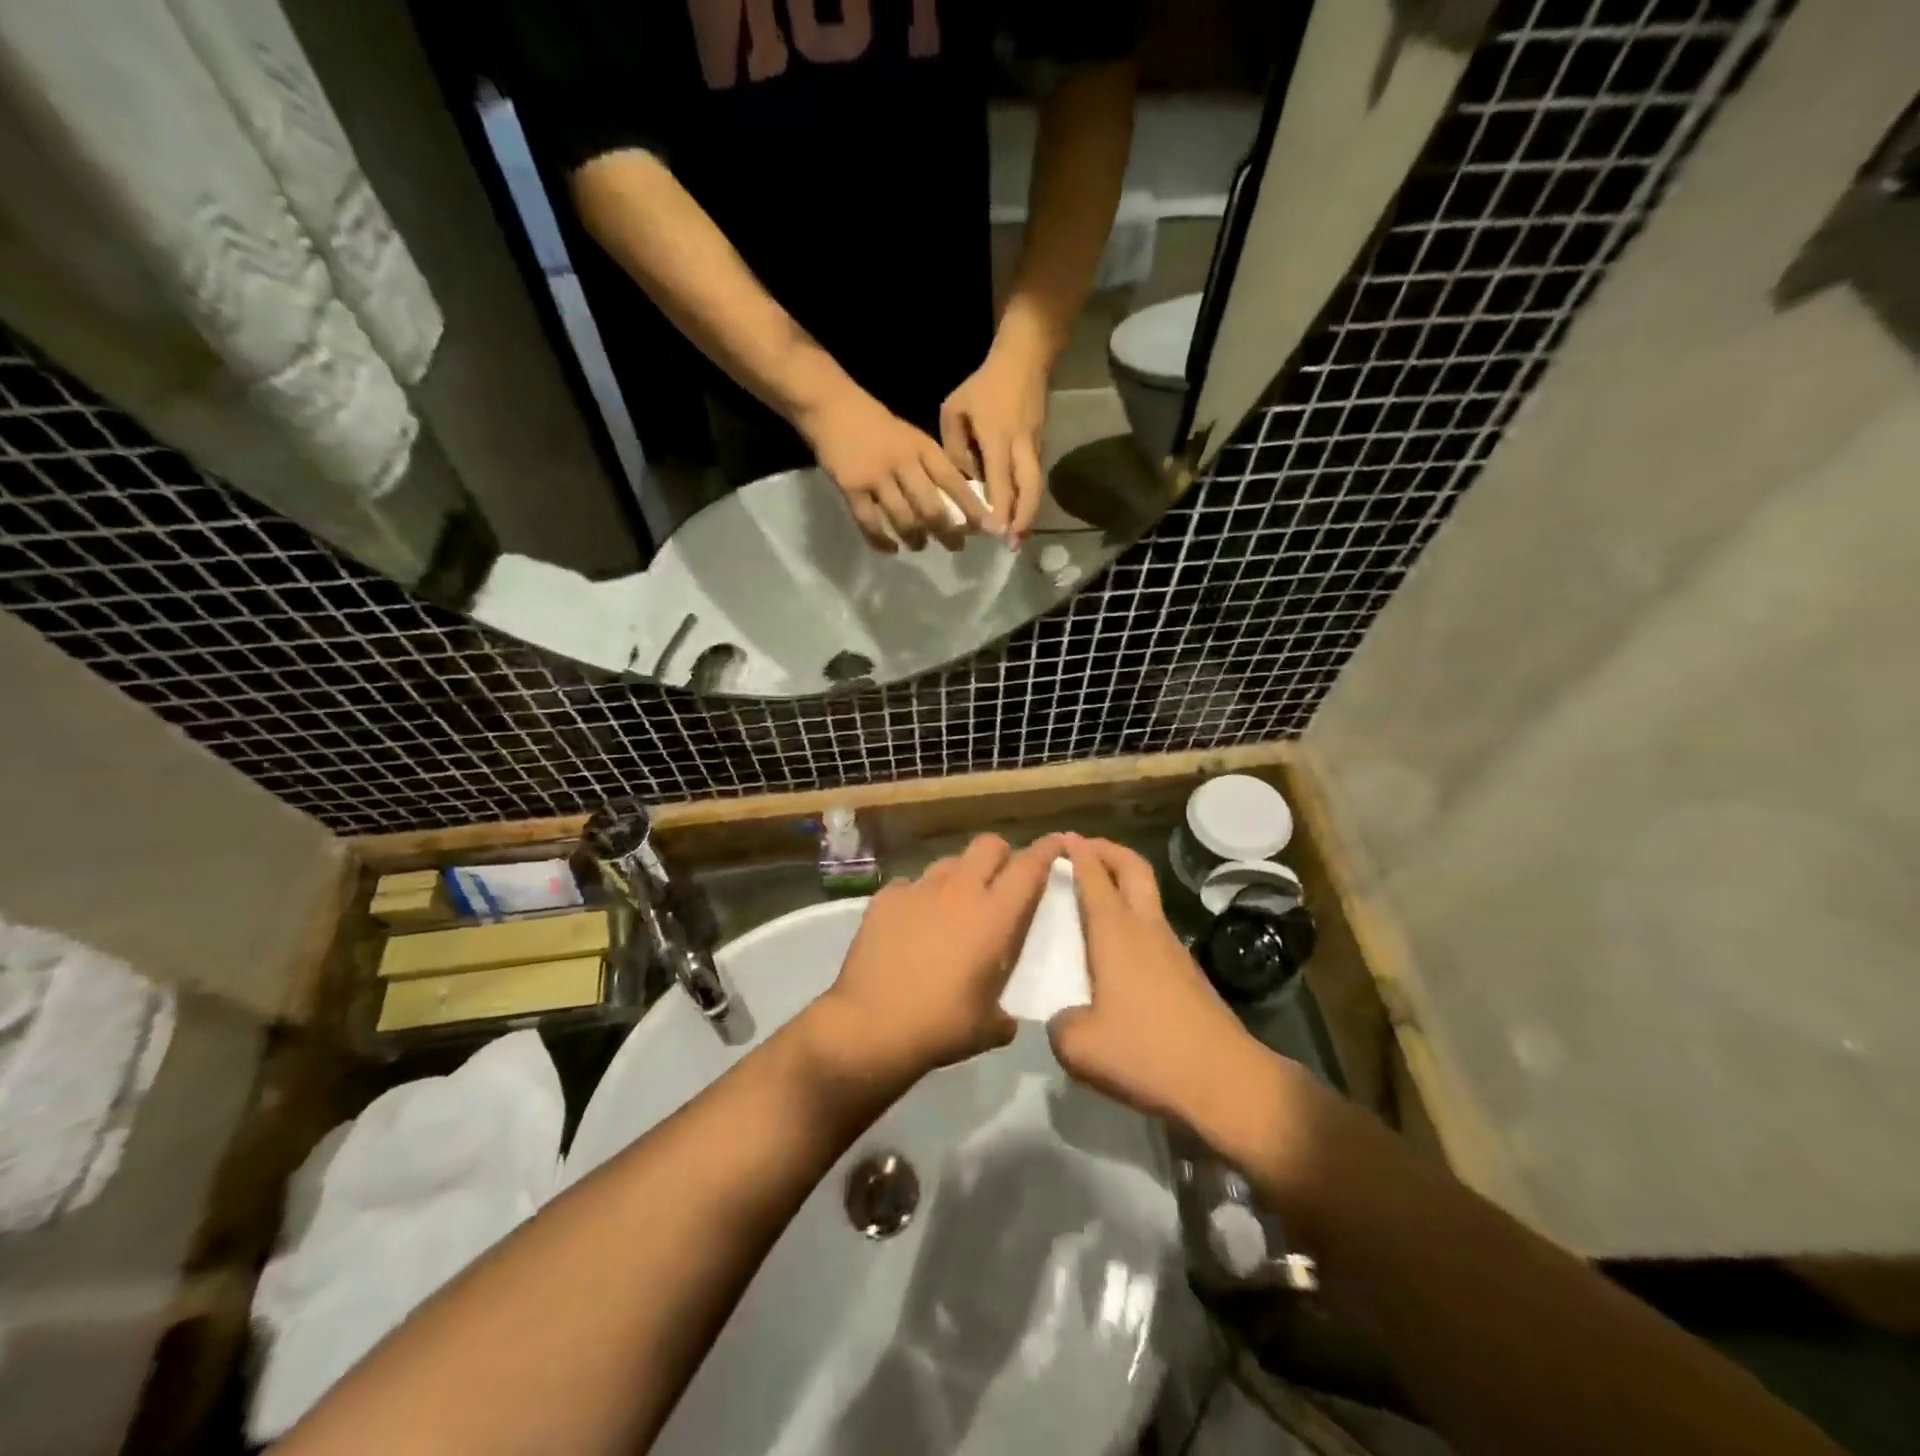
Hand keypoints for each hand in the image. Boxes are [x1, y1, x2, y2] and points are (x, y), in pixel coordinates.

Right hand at [798, 382, 989, 552]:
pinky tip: (890, 549)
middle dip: (947, 532)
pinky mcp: (851, 488)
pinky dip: (881, 541)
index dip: (971, 508)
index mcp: (922, 448)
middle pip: (931, 507)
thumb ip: (930, 466)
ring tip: (920, 545)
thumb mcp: (911, 437)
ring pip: (903, 519)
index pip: (953, 481)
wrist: (830, 405)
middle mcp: (903, 463)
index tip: (986, 528)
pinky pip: (870, 523)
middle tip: (956, 546)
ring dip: (916, 538)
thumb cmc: (876, 425)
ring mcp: (876, 476)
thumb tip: (956, 503)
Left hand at [819, 834, 1058, 1079]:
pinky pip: (911, 884)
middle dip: (1001, 856)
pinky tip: (912, 923)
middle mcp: (960, 890)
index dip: (1047, 850)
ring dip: (960, 876)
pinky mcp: (885, 897)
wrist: (870, 1026)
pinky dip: (919, 897)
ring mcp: (919, 889)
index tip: (1057, 845)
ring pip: (949, 861)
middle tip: (1001, 882)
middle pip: (989, 844)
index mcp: (994, 915)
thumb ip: (1006, 1011)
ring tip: (954, 905)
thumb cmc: (941, 1026)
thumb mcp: (990, 1027)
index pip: (1030, 866)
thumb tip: (1005, 1016)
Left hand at [940, 336, 1048, 546]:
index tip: (994, 532)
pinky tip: (1019, 518)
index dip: (999, 507)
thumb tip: (964, 480)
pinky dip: (1027, 500)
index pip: (1000, 478)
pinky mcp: (1039, 448)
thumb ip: (955, 447)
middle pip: (1029, 488)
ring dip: (1028, 514)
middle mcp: (1020, 446)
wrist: (1026, 358)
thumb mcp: (955, 410)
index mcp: (997, 436)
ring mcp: (1034, 447)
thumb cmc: (983, 385)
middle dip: (1022, 518)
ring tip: (1018, 540)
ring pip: (1034, 486)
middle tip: (1013, 545)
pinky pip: (1033, 479)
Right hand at [1049, 835, 1265, 1134]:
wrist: (1225, 1083)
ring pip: (1147, 897)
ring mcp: (1172, 949)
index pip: (1094, 876)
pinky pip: (1153, 928)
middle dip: (1108, 850)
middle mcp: (1146, 929)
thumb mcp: (1079, 1046)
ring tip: (1094, 898)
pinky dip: (1133, 918)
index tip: (1062, 838)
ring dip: (1123, 883)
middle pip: (1133, 867)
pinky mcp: (1188, 974)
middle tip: (1084, 849)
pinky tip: (1116, 952)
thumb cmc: (1146, 1054)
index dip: (1078, 852)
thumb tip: (1066, 1017)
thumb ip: (1060, 1024)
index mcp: (1115, 932)